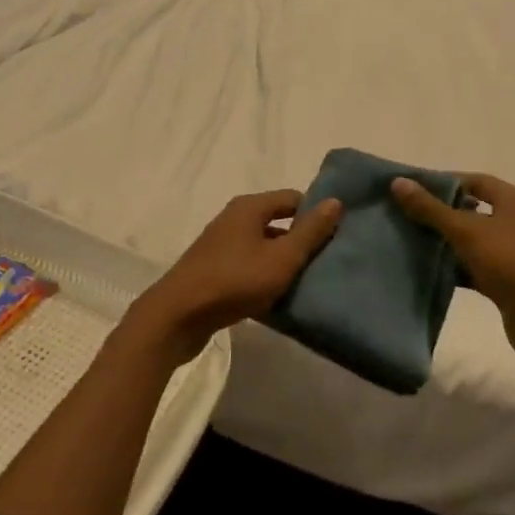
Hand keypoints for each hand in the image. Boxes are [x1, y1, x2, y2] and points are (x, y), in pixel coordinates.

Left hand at [129, 190, 342, 361]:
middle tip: (326, 261)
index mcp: (249, 207)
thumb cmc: (234, 280)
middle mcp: (234, 218)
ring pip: (263, 246)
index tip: (336, 236)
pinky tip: (277, 296)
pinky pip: (248, 265)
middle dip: (301, 239)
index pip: (293, 198)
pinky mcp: (213, 269)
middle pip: (277, 221)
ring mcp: (221, 244)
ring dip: (282, 261)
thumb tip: (335, 201)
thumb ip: (310, 232)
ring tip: (307, 281)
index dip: (316, 213)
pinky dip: (264, 275)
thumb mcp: (281, 258)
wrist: (177, 316)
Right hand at [391, 173, 514, 376]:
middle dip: (437, 214)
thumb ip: (431, 209)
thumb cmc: (513, 264)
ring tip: (406, 242)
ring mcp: (512, 254)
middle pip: (470, 210)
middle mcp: (514, 222)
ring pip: (470, 241)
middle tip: (401, 216)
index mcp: (512, 200)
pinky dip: (454, 269)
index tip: (408, 190)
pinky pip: (474, 268)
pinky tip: (427, 272)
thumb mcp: (468, 232)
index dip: (441, 183)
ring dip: (444, 243)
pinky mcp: (507, 283)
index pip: (472, 180)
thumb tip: (398, 182)